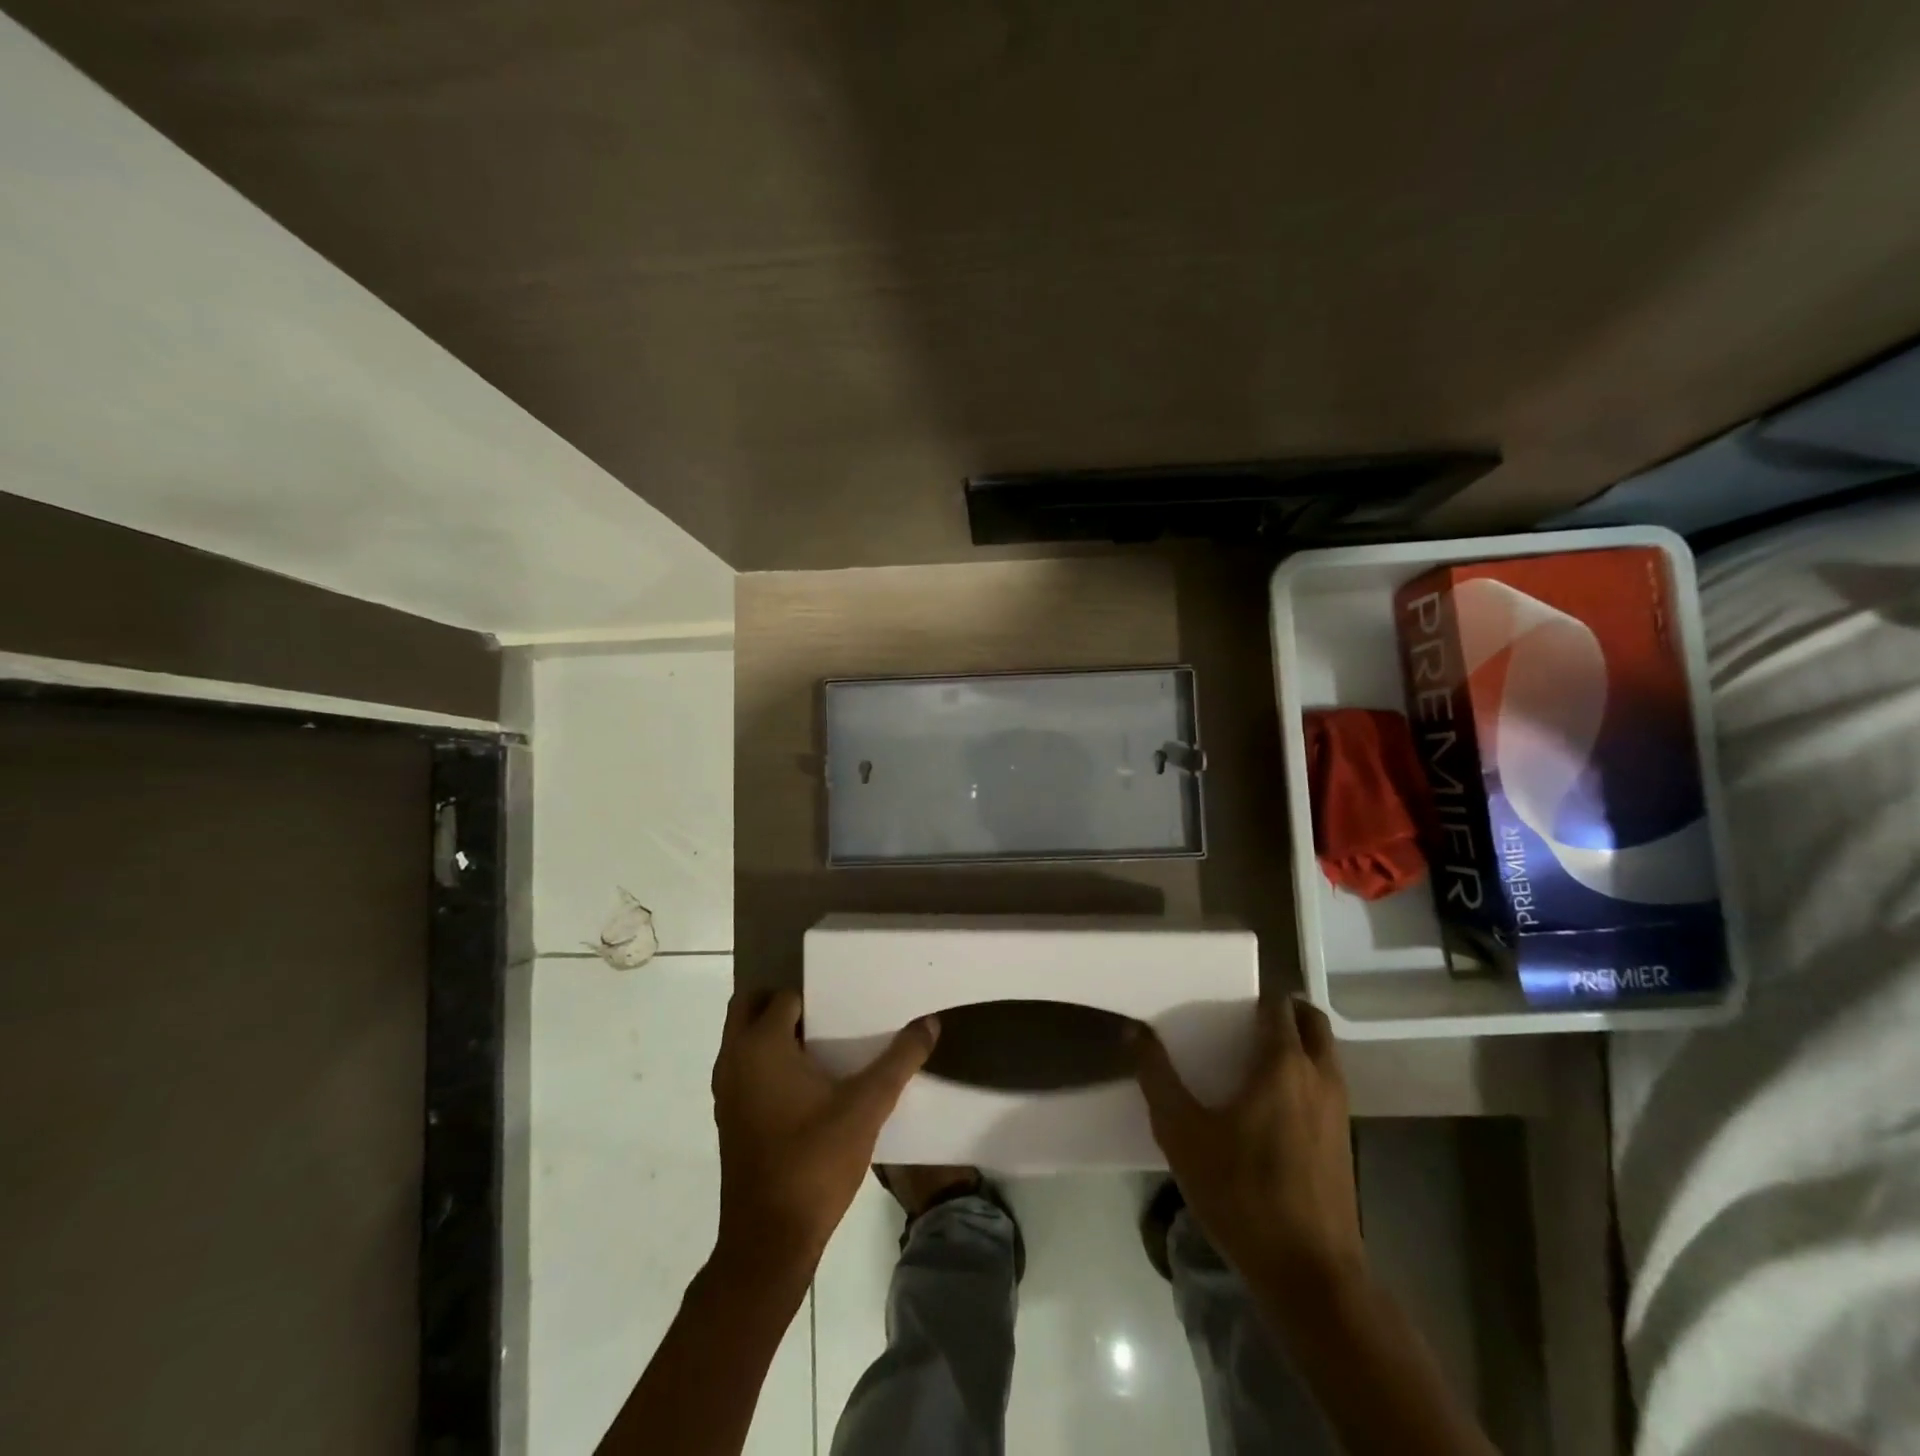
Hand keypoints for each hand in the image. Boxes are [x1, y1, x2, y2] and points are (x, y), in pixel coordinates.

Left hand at [710, 989, 938, 1280]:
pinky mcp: (729, 1118)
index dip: (816, 996)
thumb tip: (930, 1022)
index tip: (847, 1002)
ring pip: (744, 1039)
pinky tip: (809, 1084)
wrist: (769, 1241)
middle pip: (750, 1007)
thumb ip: (900, 1060)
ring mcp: (726, 1091)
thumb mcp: (867, 1106)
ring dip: (774, 1033)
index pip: (786, 997)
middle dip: (784, 1003)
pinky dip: (767, 1062)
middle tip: (829, 1013)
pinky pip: (745, 1068)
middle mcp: (734, 1059)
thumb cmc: (815, 1161)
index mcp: (761, 1045)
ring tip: (825, 1044)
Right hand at [1134, 996, 1363, 1293]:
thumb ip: (1157, 1077)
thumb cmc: (1242, 1192)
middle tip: (1243, 1021)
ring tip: (1251, 1060)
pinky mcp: (1344, 1142)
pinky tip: (1270, 1106)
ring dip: (1298, 1044)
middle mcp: (1320, 1077)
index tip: (1224, 1001)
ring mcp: (1339, 1111)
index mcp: (1284, 1064)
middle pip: (1312, 1022)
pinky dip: (1305, 1076)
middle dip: (1284, 1012)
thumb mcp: (1182, 1133)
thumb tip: (1135, 1031)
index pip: (1278, 1006)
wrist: (1311, 1275)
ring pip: (1324, 1055)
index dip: (1253, 996)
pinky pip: (1327, 1086)